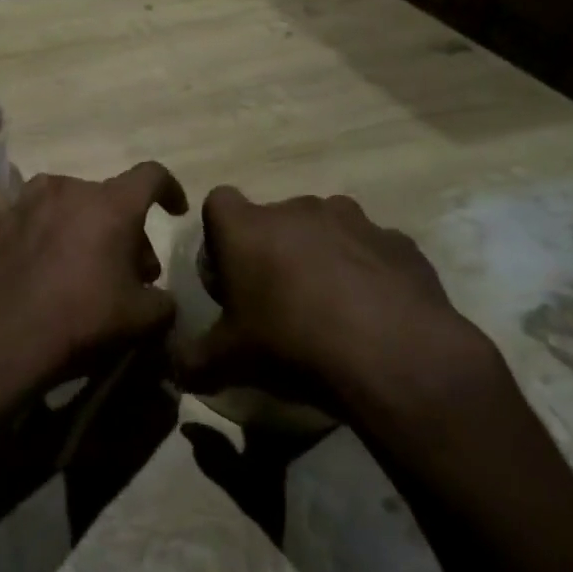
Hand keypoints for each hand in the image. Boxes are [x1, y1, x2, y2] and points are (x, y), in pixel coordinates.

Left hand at [0, 162, 189, 405]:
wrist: (5, 338)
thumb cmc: (83, 320)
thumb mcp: (144, 320)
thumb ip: (164, 302)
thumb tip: (160, 298)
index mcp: (113, 205)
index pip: (152, 176)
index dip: (170, 189)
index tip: (175, 211)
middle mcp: (70, 189)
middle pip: (107, 196)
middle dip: (123, 226)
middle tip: (126, 269)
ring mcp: (26, 199)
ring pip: (62, 196)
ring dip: (77, 218)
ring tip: (77, 254)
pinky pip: (12, 203)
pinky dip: (24, 216)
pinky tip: (24, 235)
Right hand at [171, 187, 501, 449]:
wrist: (394, 357)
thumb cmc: (292, 344)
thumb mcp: (228, 362)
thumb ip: (192, 360)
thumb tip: (174, 368)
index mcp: (247, 227)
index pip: (218, 203)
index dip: (219, 236)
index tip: (229, 276)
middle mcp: (297, 209)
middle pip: (274, 219)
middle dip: (272, 249)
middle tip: (278, 300)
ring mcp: (353, 220)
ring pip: (325, 229)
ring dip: (321, 256)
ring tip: (332, 307)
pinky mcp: (398, 241)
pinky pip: (371, 250)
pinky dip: (368, 272)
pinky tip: (375, 313)